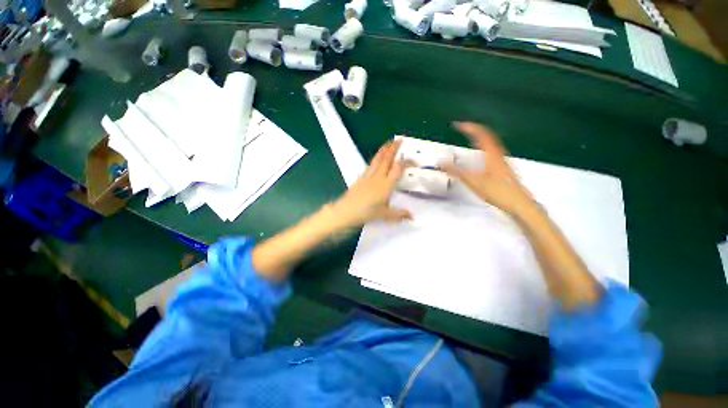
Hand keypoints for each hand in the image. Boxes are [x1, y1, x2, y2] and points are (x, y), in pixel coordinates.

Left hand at [331, 140, 410, 227]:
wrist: (346, 211)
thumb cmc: (366, 213)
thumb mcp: (385, 215)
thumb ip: (399, 214)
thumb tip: (411, 217)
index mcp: (386, 185)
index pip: (398, 169)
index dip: (407, 162)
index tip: (414, 161)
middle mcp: (378, 177)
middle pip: (387, 159)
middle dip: (393, 148)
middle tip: (399, 139)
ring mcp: (368, 177)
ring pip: (377, 160)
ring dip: (383, 151)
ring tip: (388, 144)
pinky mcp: (360, 178)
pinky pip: (369, 166)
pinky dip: (374, 160)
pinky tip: (375, 159)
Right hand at [443, 122, 534, 214]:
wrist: (519, 203)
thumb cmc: (498, 191)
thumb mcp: (474, 182)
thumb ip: (457, 172)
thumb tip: (442, 163)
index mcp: (492, 154)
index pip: (481, 135)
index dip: (470, 127)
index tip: (458, 125)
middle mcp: (498, 153)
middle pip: (487, 135)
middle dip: (474, 129)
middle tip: (462, 128)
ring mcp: (502, 160)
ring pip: (491, 142)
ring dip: (479, 136)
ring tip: (469, 136)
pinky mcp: (503, 166)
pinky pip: (492, 149)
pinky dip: (483, 145)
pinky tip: (479, 152)